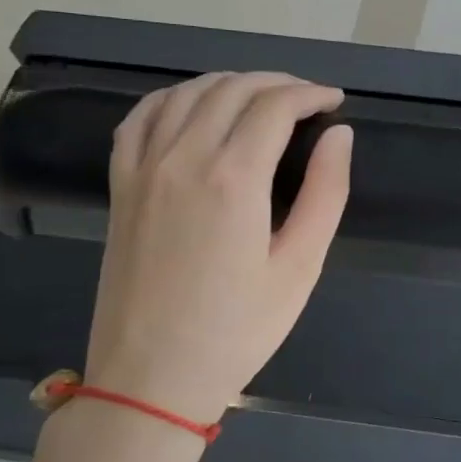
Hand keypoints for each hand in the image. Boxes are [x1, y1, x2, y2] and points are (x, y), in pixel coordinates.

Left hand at [82, 73, 351, 429]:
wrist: (151, 378)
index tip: (335, 102)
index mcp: (233, 178)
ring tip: (262, 97)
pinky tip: (194, 105)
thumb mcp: (300, 267)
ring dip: (230, 83)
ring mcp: (144, 169)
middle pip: (232, 90)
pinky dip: (173, 97)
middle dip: (277, 83)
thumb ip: (325, 193)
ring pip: (187, 93)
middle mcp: (183, 158)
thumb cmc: (238, 329)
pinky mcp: (121, 186)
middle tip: (308, 99)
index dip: (311, 94)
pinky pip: (141, 117)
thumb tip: (339, 136)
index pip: (275, 106)